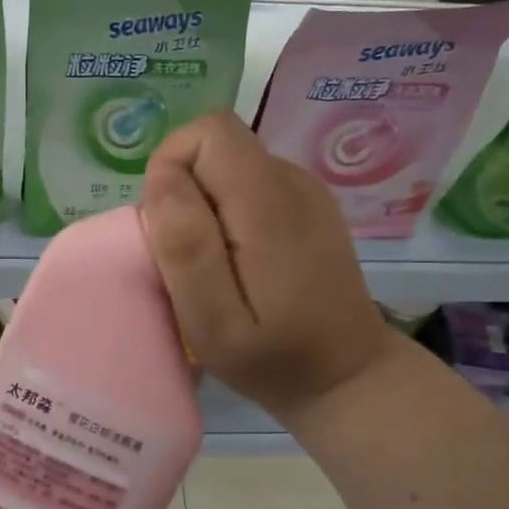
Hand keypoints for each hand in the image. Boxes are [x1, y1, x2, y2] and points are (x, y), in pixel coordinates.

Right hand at [141, 111, 393, 426]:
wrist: (346, 376)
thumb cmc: (273, 358)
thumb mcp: (215, 321)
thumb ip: (186, 247)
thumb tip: (162, 180)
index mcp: (268, 202)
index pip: (208, 133)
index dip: (172, 166)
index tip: (167, 227)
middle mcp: (292, 181)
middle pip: (217, 145)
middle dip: (183, 190)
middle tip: (187, 257)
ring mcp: (305, 191)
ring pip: (229, 165)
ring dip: (203, 205)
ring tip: (212, 266)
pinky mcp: (308, 206)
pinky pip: (248, 185)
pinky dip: (227, 213)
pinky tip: (238, 263)